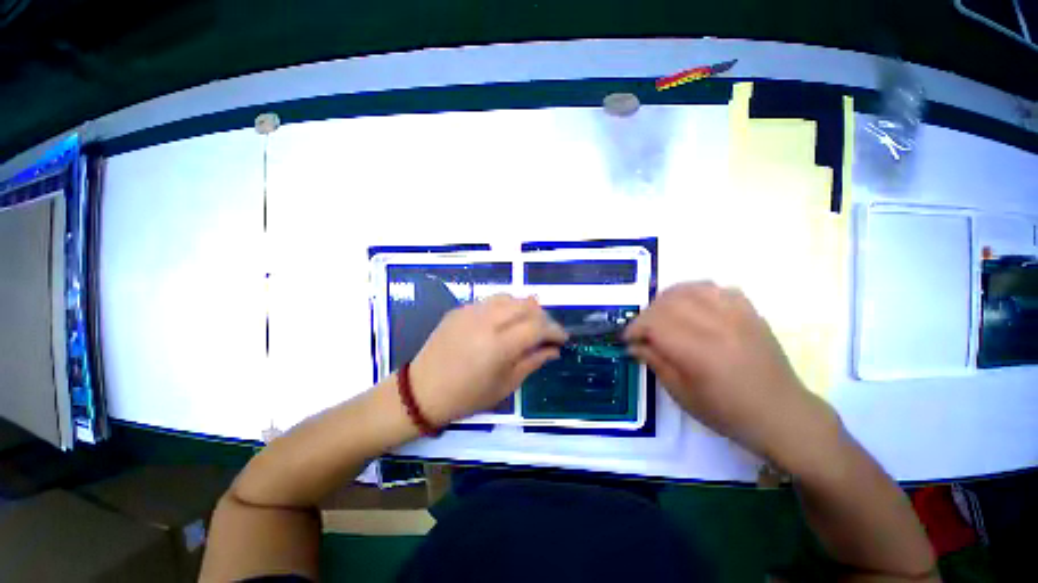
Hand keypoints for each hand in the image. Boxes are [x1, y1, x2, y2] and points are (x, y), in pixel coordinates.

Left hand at [409, 295, 567, 425]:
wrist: (422, 390)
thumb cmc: (467, 396)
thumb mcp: (505, 385)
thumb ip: (532, 362)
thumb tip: (553, 350)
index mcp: (499, 345)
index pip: (537, 327)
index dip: (555, 330)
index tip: (563, 338)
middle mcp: (487, 321)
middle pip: (526, 306)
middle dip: (543, 317)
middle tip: (547, 331)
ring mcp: (471, 311)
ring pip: (509, 298)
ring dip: (524, 307)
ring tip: (528, 323)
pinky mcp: (460, 309)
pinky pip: (490, 301)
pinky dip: (505, 307)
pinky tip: (504, 321)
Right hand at [623, 282, 838, 470]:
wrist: (781, 414)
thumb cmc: (727, 411)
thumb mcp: (682, 394)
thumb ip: (655, 362)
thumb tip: (633, 345)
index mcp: (698, 351)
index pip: (654, 323)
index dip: (635, 327)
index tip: (627, 338)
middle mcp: (716, 325)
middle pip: (668, 302)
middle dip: (648, 314)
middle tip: (644, 330)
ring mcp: (736, 315)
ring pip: (690, 289)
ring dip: (667, 299)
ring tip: (663, 314)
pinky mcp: (749, 312)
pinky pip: (716, 288)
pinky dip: (696, 292)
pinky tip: (692, 305)